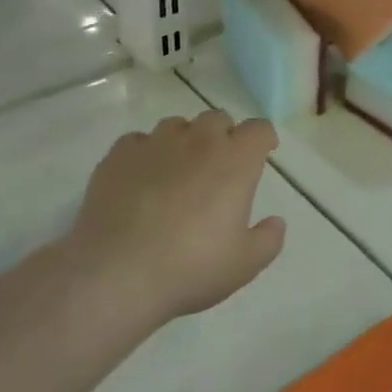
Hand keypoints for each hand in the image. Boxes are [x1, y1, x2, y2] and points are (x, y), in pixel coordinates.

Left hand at [64, 110, 287, 327]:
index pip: (258, 129)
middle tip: (220, 167)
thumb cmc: (191, 267)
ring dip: (185, 140)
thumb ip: (268, 239)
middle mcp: (197, 141)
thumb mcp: (245, 264)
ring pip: (176, 125)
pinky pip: (138, 141)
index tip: (262, 154)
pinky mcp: (118, 156)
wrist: (116, 273)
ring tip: (178, 172)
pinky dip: (147, 154)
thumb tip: (275, 222)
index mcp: (235, 161)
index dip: (263, 139)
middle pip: (217, 118)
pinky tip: (142, 179)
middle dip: (224, 136)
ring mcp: (154, 144)